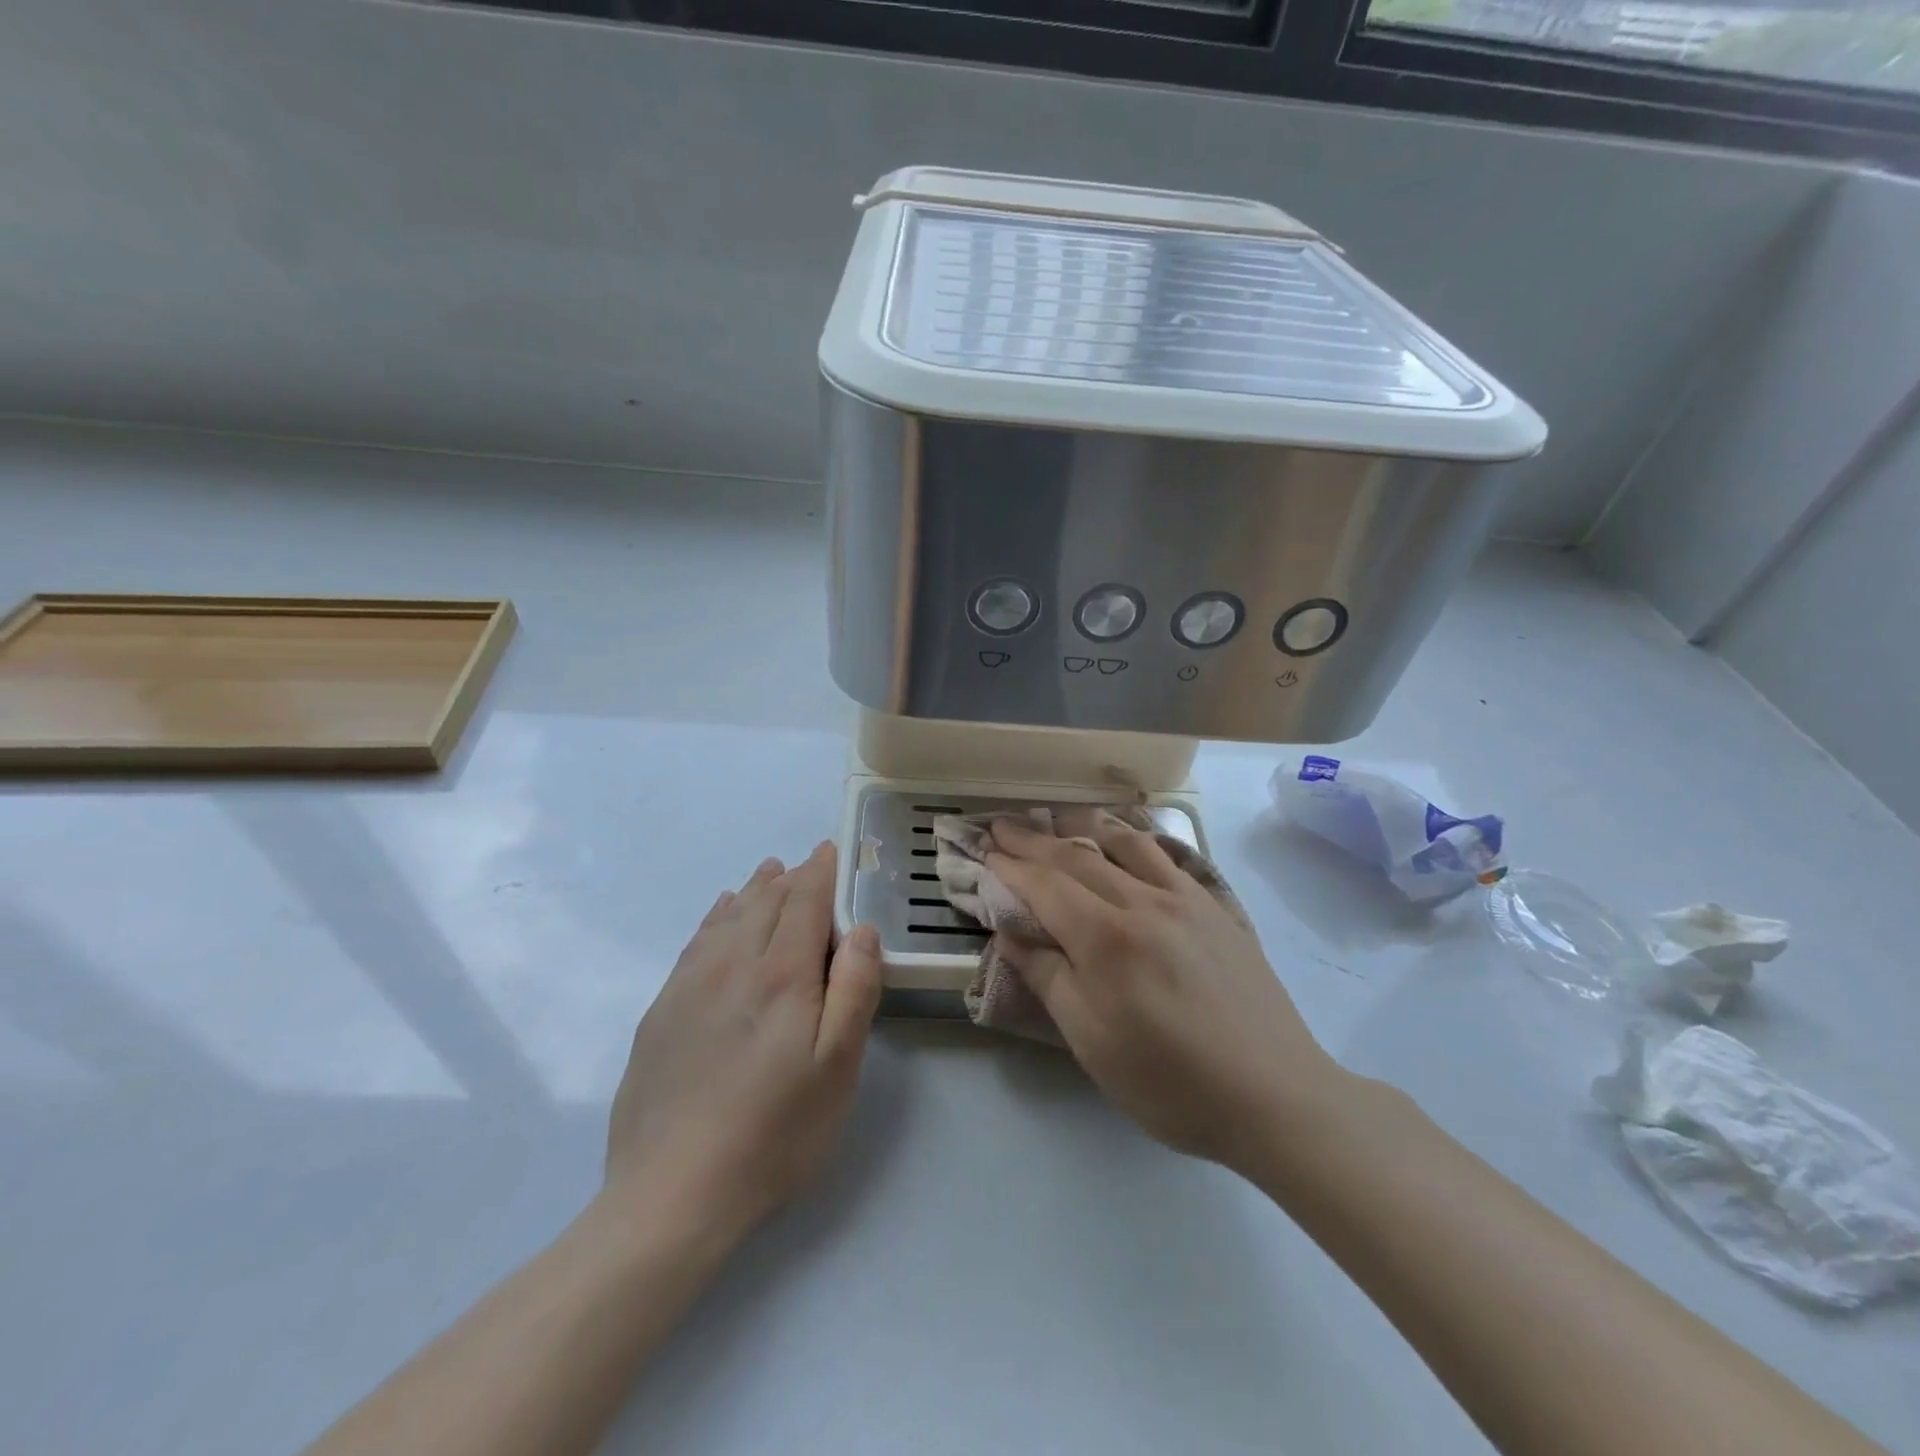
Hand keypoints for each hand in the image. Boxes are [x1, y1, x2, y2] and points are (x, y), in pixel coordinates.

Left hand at [599, 842, 881, 1242]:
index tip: (832, 850)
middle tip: (810, 863)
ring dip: (754, 889)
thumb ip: (853, 990)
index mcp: (781, 974)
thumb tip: (862, 929)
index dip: (821, 871)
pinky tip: (722, 913)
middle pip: (766, 901)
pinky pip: (696, 941)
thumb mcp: (836, 1069)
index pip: (804, 901)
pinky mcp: (662, 1010)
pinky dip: (716, 916)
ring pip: (728, 915)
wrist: (670, 1194)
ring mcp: (689, 984)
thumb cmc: (773, 1133)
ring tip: (770, 872)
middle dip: (792, 877)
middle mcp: (732, 963)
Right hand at [986, 813, 1342, 1174]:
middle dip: (1033, 840)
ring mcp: (1184, 899)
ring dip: (1082, 826)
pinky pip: (1167, 855)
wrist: (1275, 1096)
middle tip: (1003, 826)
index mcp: (1107, 938)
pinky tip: (1128, 839)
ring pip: (1124, 843)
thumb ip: (1048, 978)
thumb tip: (1010, 933)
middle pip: (1077, 857)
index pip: (1045, 885)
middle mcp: (1143, 902)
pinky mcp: (1215, 906)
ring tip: (1057, 819)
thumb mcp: (1092, 1042)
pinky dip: (1135, 838)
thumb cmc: (1170, 1082)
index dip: (1010, 866)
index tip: (983, 850)